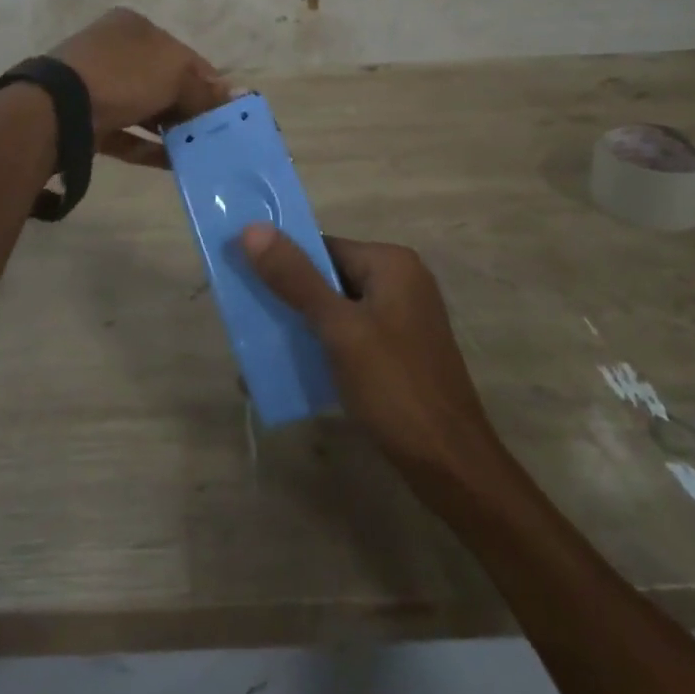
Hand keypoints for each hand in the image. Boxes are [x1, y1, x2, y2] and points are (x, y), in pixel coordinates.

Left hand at [50, 8, 231, 167]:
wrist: (60, 108)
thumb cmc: (124, 76)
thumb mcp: (174, 74)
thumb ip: (205, 89)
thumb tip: (239, 96)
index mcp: (135, 27)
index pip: (183, 54)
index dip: (209, 81)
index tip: (227, 109)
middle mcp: (115, 50)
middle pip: (163, 81)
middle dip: (189, 107)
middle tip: (213, 134)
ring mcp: (97, 85)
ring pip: (144, 108)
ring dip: (170, 128)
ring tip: (198, 151)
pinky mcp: (86, 119)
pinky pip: (126, 133)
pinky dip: (148, 147)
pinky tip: (174, 164)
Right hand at [240, 226, 502, 486]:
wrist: (450, 465)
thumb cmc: (395, 387)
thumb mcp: (339, 330)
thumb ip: (296, 278)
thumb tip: (252, 228)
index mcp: (391, 263)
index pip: (324, 247)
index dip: (283, 261)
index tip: (244, 281)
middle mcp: (401, 281)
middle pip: (330, 276)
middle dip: (289, 297)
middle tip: (246, 318)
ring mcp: (403, 317)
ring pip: (338, 308)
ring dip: (302, 324)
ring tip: (261, 346)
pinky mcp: (399, 350)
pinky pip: (351, 334)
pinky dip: (323, 346)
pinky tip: (294, 369)